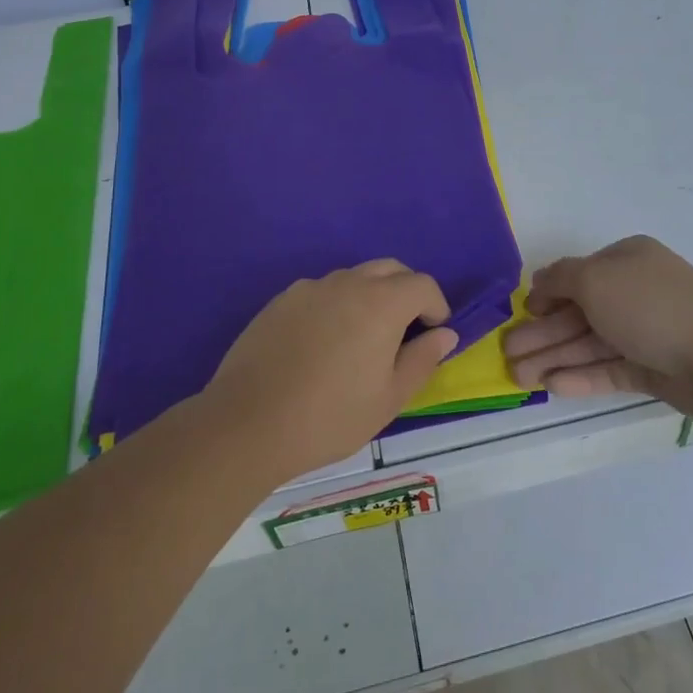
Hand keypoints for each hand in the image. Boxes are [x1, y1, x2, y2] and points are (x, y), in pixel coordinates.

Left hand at [202, 260, 458, 483]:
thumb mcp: (389, 398)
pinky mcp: (281, 300)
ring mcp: (310, 288)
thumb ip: (422, 359)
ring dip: (371, 296)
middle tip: (405, 331)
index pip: (423, 284)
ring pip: (354, 277)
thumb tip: (445, 334)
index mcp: (381, 303)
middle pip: (390, 269)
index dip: (436, 306)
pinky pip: (321, 291)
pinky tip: (323, 343)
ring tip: (362, 339)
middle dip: (407, 292)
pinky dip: (336, 305)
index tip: (433, 334)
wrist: (247, 423)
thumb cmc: (330, 416)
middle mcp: (348, 283)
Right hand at [502, 236, 692, 415]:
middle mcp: (635, 291)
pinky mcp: (652, 368)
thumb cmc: (649, 306)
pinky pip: (609, 368)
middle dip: (542, 334)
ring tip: (518, 378)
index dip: (547, 294)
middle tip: (506, 355)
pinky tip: (552, 387)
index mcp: (627, 260)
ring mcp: (645, 331)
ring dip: (553, 358)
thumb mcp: (595, 279)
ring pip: (590, 343)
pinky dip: (581, 376)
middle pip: (579, 313)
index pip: (578, 274)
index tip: (521, 314)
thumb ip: (561, 278)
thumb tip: (540, 281)